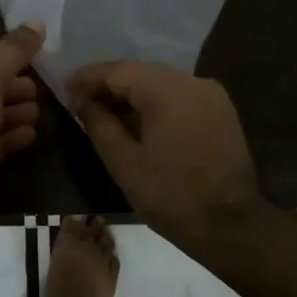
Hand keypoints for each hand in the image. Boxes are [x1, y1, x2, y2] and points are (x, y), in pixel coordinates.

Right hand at [68, 60, 262, 250]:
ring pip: (161, 83)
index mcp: (167, 90)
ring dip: (132, 94)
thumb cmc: (171, 195)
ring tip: (105, 112)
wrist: (231, 225)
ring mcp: (210, 95)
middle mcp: (191, 81)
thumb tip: (83, 101)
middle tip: (81, 101)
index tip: (64, 87)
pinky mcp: (221, 111)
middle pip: (140, 73)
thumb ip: (99, 124)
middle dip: (109, 85)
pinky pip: (179, 96)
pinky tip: (138, 121)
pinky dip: (155, 103)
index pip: (118, 71)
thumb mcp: (123, 162)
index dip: (88, 77)